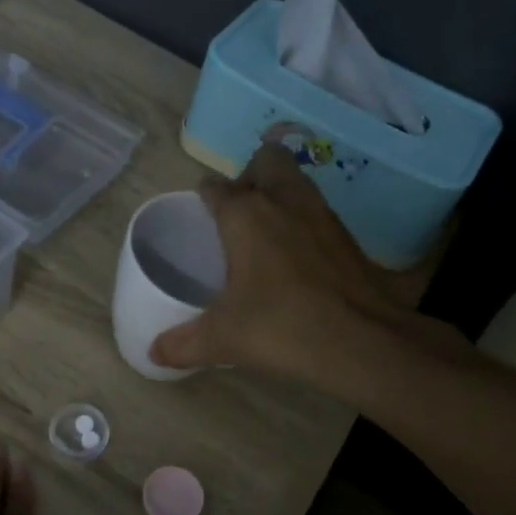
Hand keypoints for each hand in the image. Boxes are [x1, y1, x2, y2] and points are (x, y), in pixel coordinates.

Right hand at [149, 144, 414, 381]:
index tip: (200, 217)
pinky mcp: (348, 236)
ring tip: (268, 232)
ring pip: (297, 181)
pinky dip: (306, 223)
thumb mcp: (222, 339)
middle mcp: (284, 201)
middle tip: (239, 214)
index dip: (204, 197)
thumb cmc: (280, 327)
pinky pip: (319, 212)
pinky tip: (299, 256)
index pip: (215, 188)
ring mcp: (322, 215)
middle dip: (250, 176)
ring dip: (281, 193)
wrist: (361, 341)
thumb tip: (154, 353)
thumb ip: (183, 344)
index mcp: (245, 215)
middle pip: (266, 161)